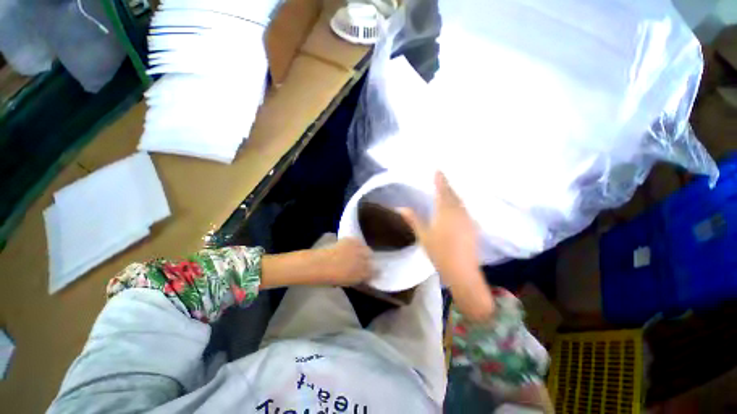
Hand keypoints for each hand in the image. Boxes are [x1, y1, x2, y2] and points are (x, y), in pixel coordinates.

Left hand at [318, 238, 374, 285]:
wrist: (319, 265)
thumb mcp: (346, 282)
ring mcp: (357, 250)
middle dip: (370, 260)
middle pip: (371, 258)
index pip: (373, 272)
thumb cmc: (329, 278)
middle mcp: (362, 261)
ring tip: (359, 252)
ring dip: (365, 251)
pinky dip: (357, 244)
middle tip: (365, 261)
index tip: (373, 271)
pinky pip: (359, 241)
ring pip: (367, 249)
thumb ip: (356, 278)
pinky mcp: (351, 240)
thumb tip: (362, 276)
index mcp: (361, 274)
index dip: (374, 271)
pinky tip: (352, 246)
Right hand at [398, 171, 494, 320]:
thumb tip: (401, 208)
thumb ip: (413, 220)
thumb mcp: (423, 236)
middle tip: (441, 179)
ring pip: (461, 202)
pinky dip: (459, 205)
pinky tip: (456, 208)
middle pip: (453, 194)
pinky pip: (465, 210)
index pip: (443, 190)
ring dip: (454, 195)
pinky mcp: (473, 227)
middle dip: (447, 186)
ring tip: (447, 191)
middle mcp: (459, 211)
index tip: (438, 170)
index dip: (440, 179)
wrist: (462, 271)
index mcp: (446, 211)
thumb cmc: (439, 252)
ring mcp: (469, 219)